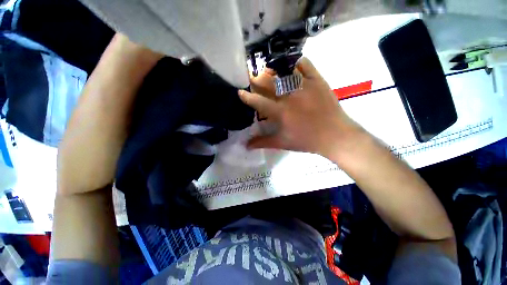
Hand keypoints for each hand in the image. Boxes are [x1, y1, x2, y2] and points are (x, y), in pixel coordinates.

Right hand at [239, 57, 362, 157]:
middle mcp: (290, 97)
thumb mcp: (283, 143)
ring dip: (272, 70)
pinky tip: (290, 66)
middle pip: (268, 82)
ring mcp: (304, 86)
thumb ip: (263, 142)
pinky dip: (295, 62)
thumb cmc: (307, 141)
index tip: (240, 91)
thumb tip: (246, 146)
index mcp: (281, 113)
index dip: (247, 96)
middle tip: (252, 77)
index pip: (258, 102)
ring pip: (284, 71)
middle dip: (256, 79)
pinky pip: (304, 64)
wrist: (335, 136)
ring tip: (268, 71)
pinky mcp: (317, 81)